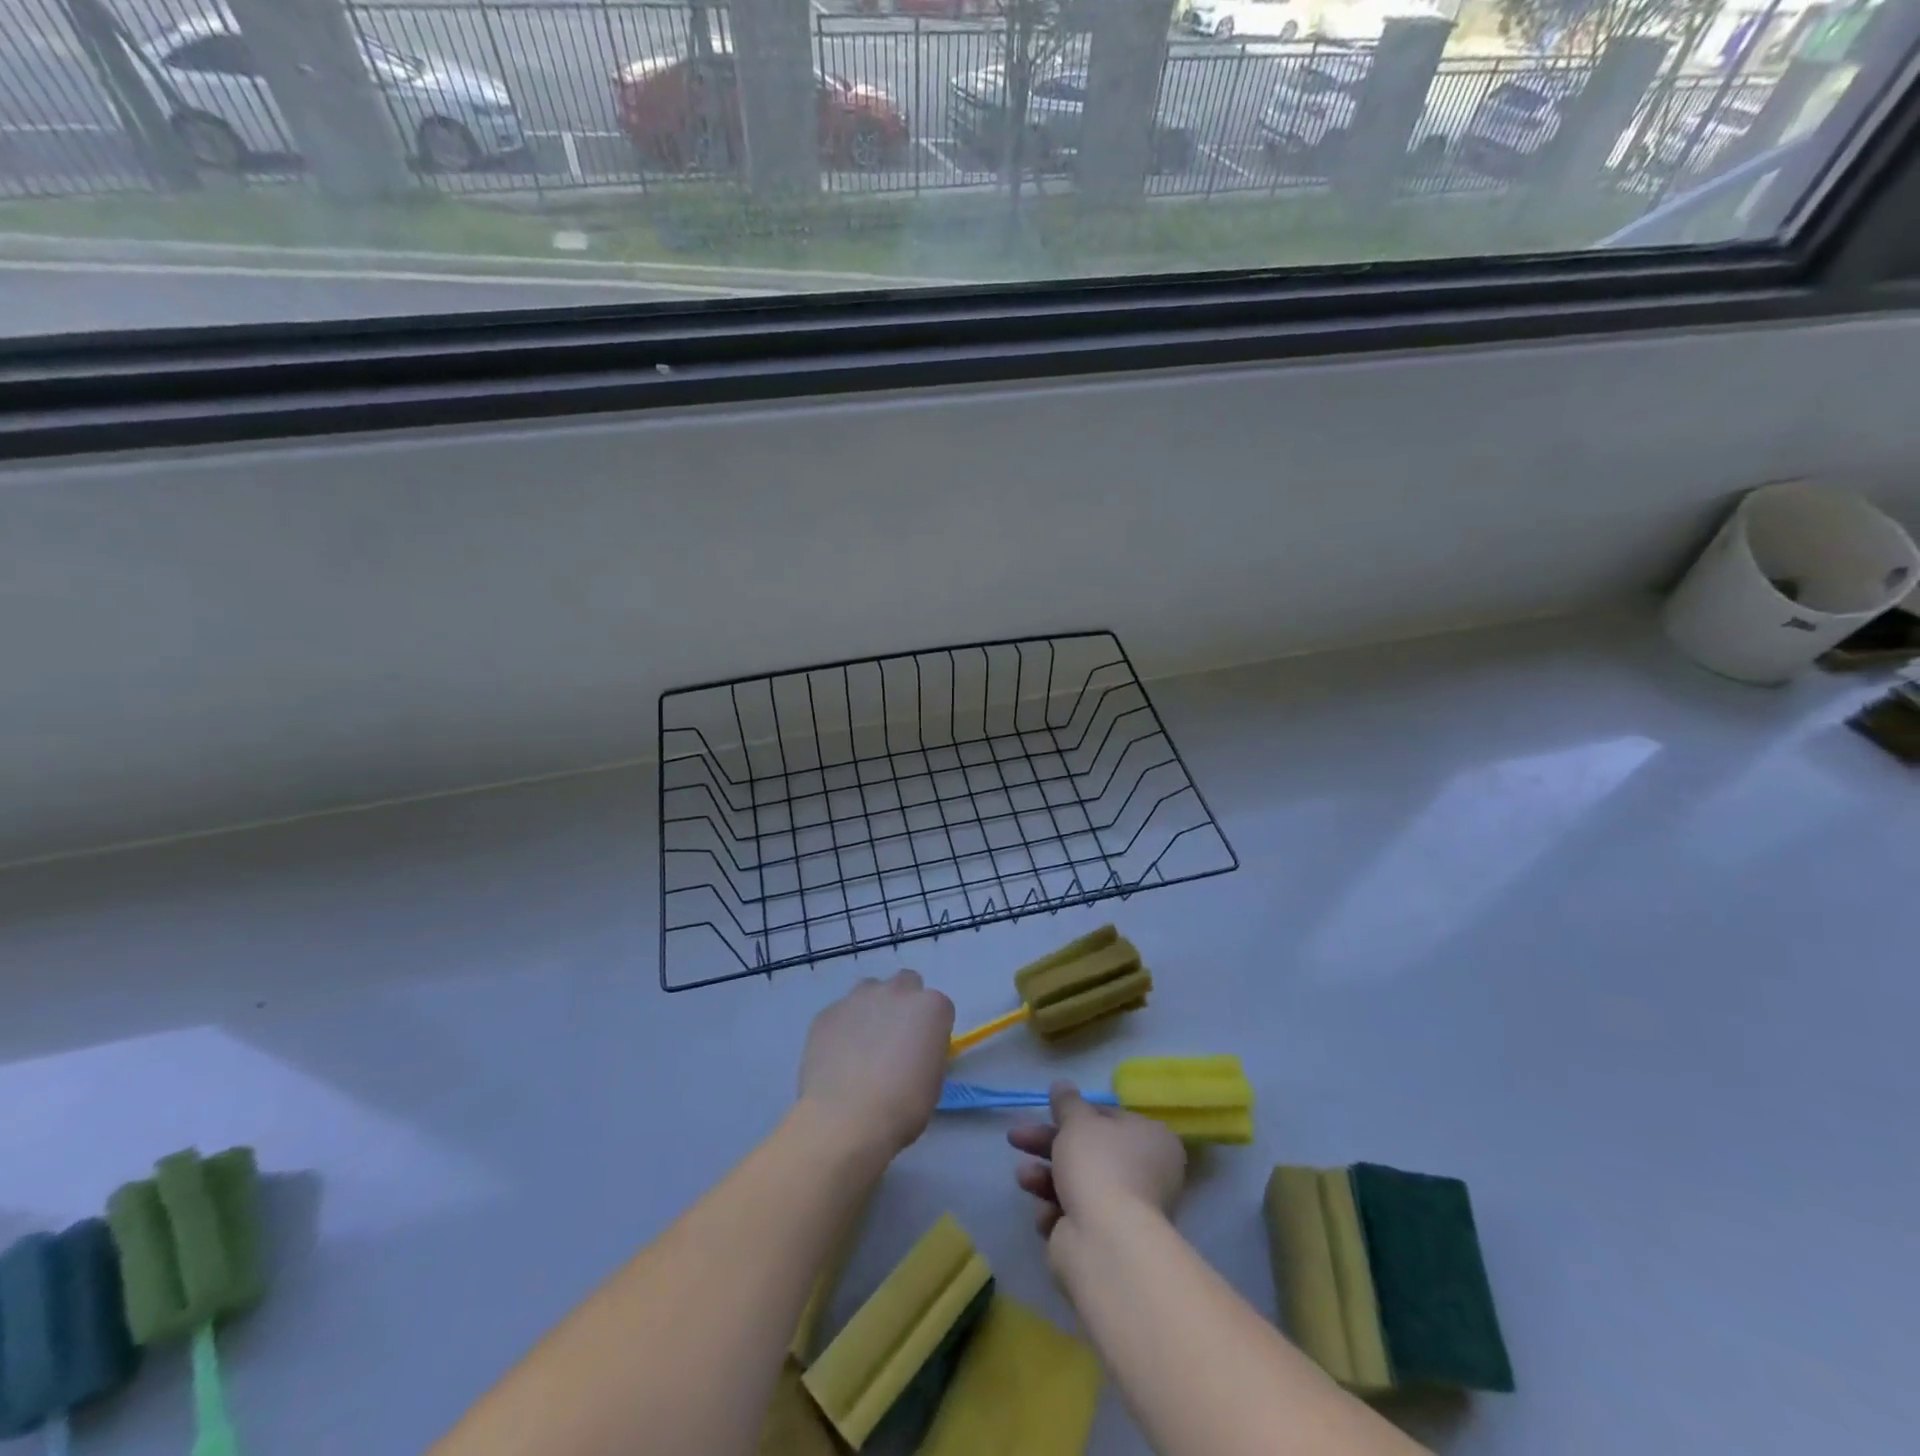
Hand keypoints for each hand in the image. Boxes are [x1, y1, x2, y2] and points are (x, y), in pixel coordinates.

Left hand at [798, 970, 953, 1158]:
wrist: (846, 1118)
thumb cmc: (902, 1106)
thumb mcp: (933, 1081)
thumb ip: (926, 1052)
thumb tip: (913, 1052)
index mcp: (931, 1007)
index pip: (939, 1008)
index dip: (932, 1030)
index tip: (924, 1052)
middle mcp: (897, 991)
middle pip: (906, 983)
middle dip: (904, 1003)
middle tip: (896, 1039)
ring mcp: (858, 998)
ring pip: (870, 990)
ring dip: (872, 1008)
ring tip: (863, 1045)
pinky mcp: (828, 1012)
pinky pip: (841, 1012)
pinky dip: (843, 1027)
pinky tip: (838, 1057)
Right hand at [1009, 1081, 1185, 1257]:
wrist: (1105, 1243)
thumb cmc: (1098, 1167)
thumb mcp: (1078, 1122)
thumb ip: (1067, 1102)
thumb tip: (1062, 1085)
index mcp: (1150, 1140)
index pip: (1108, 1118)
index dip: (1074, 1114)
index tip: (1047, 1112)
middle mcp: (1145, 1174)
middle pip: (1086, 1151)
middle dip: (1047, 1144)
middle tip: (1015, 1139)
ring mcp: (1126, 1211)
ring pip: (1076, 1183)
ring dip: (1044, 1177)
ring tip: (1023, 1178)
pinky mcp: (1105, 1241)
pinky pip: (1074, 1216)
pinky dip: (1056, 1212)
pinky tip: (1046, 1215)